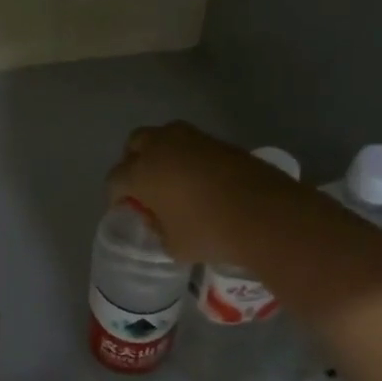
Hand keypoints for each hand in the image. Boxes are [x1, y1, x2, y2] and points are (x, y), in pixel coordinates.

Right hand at [106, 121, 304, 264]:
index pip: (115, 179)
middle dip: (133, 162)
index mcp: (141, 172)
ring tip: (171, 178)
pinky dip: (188, 156)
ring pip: (164, 136)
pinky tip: (199, 178)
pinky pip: (192, 143)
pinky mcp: (220, 141)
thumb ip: (158, 229)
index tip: (126, 210)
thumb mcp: (173, 245)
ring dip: (161, 152)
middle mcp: (161, 147)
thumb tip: (157, 219)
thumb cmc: (210, 233)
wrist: (266, 216)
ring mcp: (193, 139)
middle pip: (135, 144)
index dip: (116, 196)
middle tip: (144, 186)